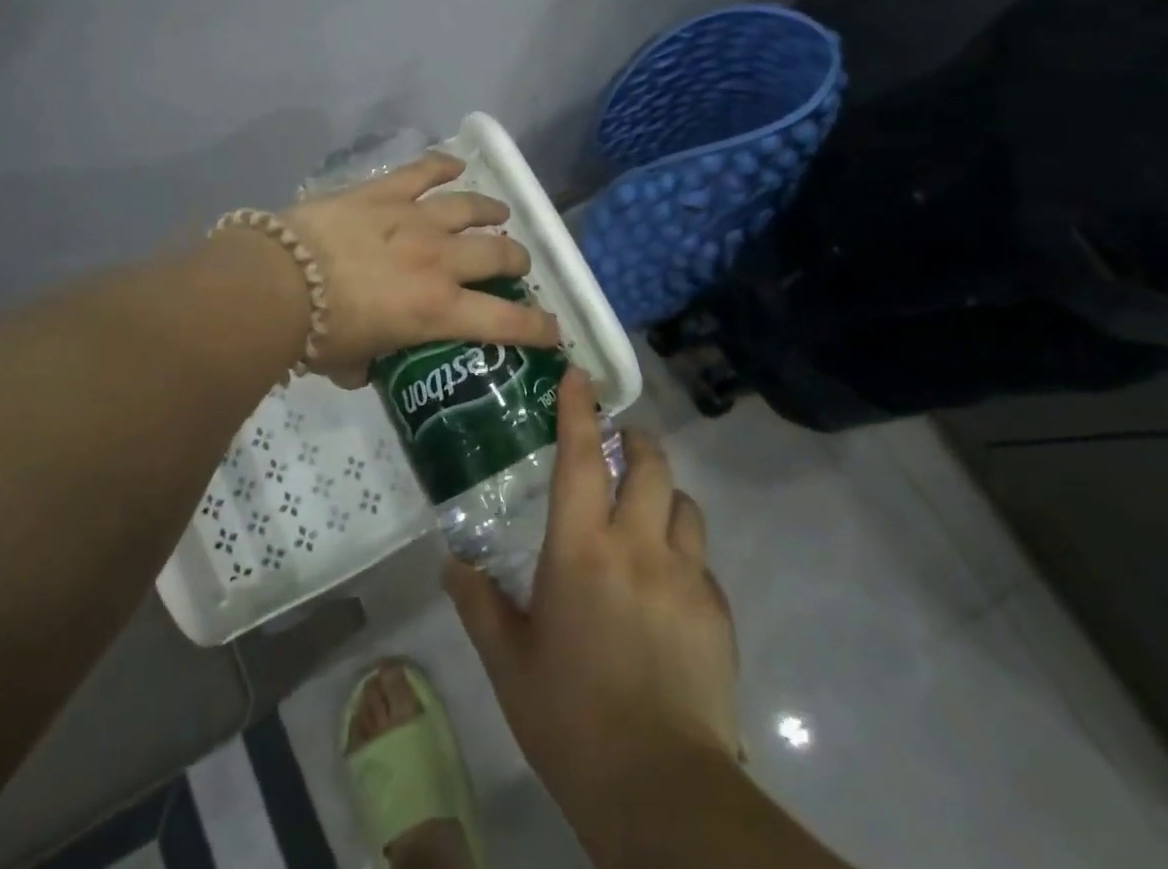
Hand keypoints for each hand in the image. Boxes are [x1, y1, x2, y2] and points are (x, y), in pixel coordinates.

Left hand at [278, 151, 560, 377]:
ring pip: (470, 206)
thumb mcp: (351, 362)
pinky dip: (443, 165)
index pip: (506, 321)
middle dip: (516, 259)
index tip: (554, 329)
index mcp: (438, 310)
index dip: (538, 327)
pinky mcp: (384, 192)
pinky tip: (455, 164)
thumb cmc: (316, 333)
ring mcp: (414, 219)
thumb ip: (368, 363)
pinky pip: (423, 170)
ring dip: (490, 209)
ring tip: (498, 211)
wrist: (279, 281)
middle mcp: (439, 260)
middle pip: (498, 251)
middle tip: (515, 263)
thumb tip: (365, 366)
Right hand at [445, 372, 740, 825]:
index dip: (578, 410)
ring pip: (684, 504)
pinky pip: (701, 559)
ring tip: (646, 512)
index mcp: (580, 549)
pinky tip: (666, 586)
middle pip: (650, 464)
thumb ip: (478, 603)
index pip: (581, 457)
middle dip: (637, 441)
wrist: (661, 792)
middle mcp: (636, 545)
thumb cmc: (570, 717)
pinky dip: (682, 551)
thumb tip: (450, 563)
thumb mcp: (509, 661)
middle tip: (620, 444)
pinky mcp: (717, 611)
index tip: (577, 375)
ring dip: (664, 495)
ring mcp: (685, 576)